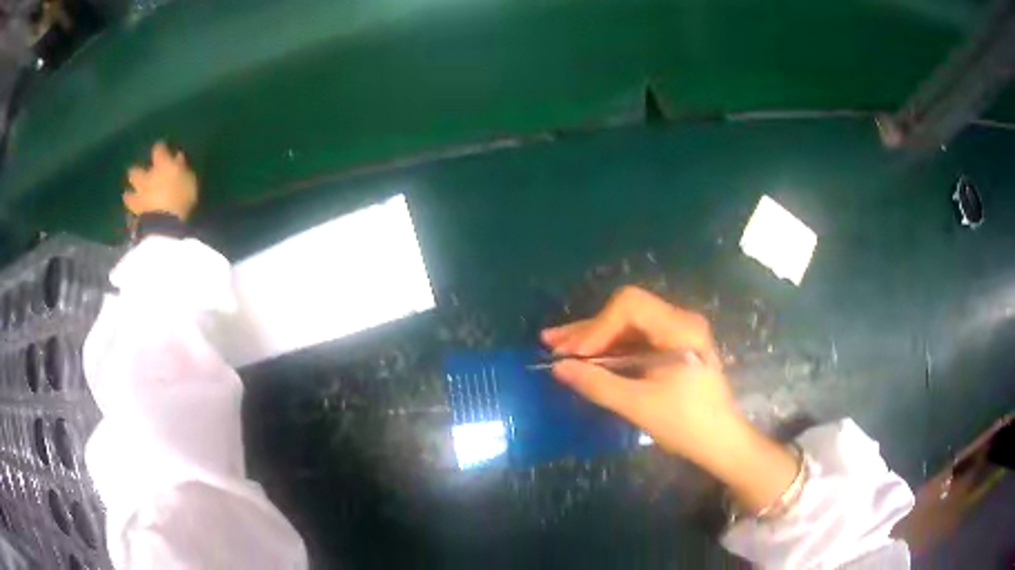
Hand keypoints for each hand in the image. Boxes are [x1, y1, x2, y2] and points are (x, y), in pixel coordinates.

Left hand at [124, 142, 197, 220]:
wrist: (168, 225)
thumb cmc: (183, 197)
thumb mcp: (189, 179)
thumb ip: (182, 167)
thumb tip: (178, 156)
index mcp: (161, 165)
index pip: (158, 149)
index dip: (159, 147)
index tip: (161, 146)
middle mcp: (147, 177)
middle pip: (136, 171)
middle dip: (136, 171)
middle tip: (136, 171)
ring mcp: (140, 197)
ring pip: (129, 194)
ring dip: (129, 193)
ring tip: (128, 194)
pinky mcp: (137, 215)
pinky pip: (132, 211)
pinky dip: (132, 209)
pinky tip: (133, 211)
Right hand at [541, 286, 736, 463]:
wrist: (721, 443)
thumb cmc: (686, 424)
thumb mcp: (639, 405)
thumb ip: (598, 384)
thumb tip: (558, 368)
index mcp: (679, 328)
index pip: (629, 306)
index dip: (597, 327)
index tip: (575, 355)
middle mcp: (679, 322)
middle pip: (626, 312)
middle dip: (588, 330)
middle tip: (551, 344)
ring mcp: (676, 334)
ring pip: (627, 326)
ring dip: (594, 338)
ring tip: (557, 347)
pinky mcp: (672, 349)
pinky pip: (635, 341)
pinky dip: (610, 349)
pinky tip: (585, 358)